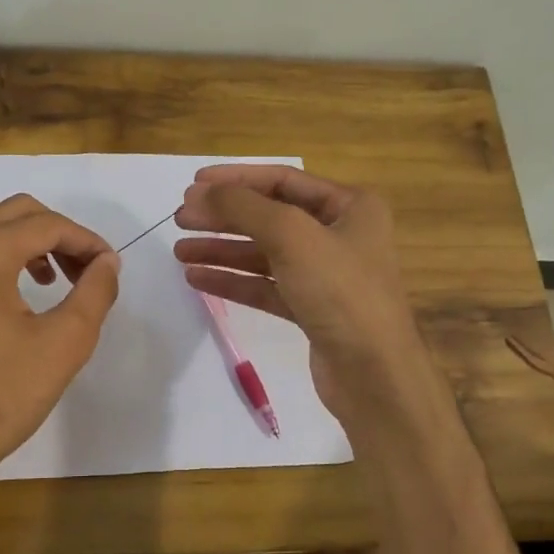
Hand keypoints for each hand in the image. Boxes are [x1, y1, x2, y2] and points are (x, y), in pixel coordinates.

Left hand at [0, 193, 119, 491]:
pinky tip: (2, 278)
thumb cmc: (2, 394)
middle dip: (59, 236)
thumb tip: (107, 262)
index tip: (109, 268)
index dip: (86, 242)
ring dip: (23, 236)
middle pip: (18, 211)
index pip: (48, 224)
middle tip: (84, 274)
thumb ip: (95, 292)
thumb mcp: (66, 343)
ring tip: (47, 277)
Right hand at [172, 165, 431, 428]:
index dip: (236, 179)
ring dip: (222, 250)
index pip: (283, 180)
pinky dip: (233, 281)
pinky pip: (265, 286)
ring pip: (264, 254)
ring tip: (180, 251)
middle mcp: (340, 235)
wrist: (373, 373)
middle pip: (270, 216)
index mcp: (350, 206)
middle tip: (180, 220)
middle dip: (224, 217)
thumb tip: (201, 193)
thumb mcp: (292, 236)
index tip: (193, 186)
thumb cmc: (340, 292)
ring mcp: (325, 274)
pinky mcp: (311, 309)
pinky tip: (197, 279)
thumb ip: (244, 208)